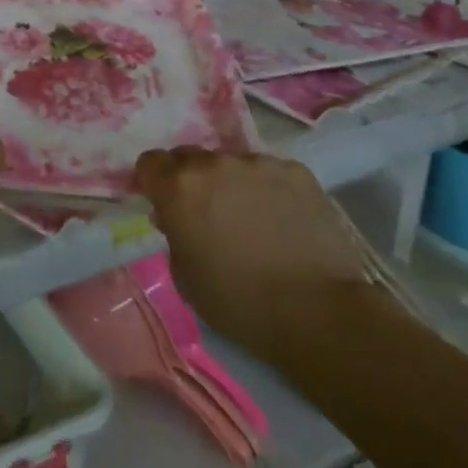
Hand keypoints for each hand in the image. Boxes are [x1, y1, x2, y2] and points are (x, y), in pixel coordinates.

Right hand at [136, 149, 371, 361]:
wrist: (316, 310)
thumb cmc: (238, 302)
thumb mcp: (185, 276)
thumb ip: (174, 234)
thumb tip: (176, 216)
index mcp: (180, 187)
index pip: (151, 162)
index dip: (154, 181)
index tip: (163, 202)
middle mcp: (215, 163)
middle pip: (191, 157)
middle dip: (192, 180)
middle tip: (208, 214)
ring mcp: (258, 162)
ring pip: (233, 164)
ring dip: (233, 184)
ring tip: (253, 220)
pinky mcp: (296, 171)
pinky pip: (271, 173)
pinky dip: (270, 190)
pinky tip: (284, 221)